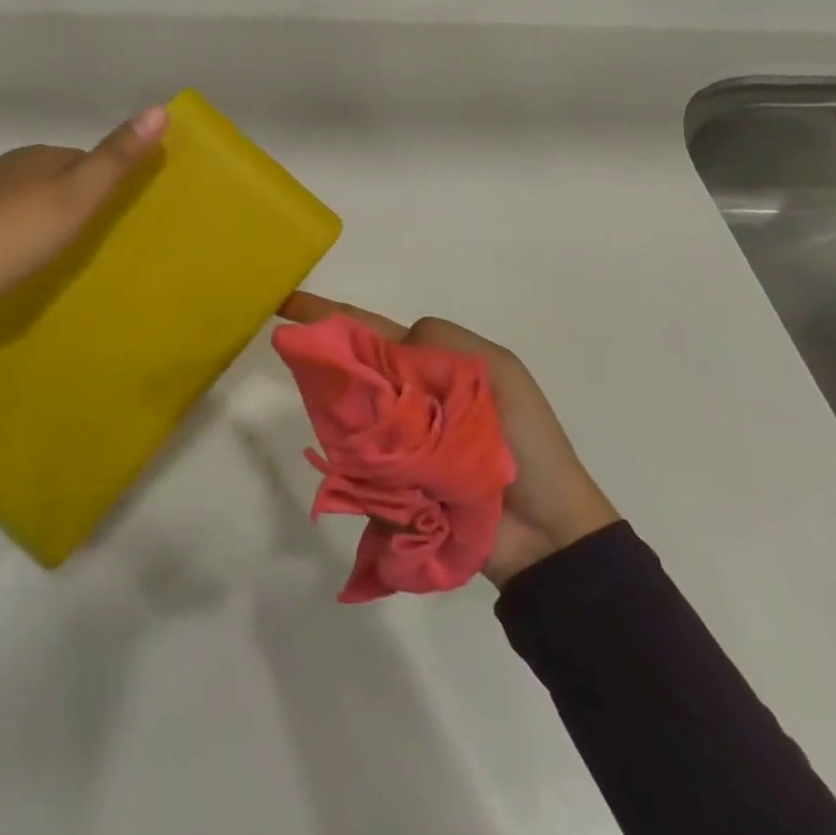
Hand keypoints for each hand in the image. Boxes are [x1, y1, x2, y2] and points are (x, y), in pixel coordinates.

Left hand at [0, 105, 167, 324]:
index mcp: (43, 156)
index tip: (129, 217)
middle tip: (101, 241)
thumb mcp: (73, 199)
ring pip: (34, 198)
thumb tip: (161, 107)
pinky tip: (21, 257)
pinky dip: (24, 231)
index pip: (92, 160)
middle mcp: (13, 165)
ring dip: (52, 218)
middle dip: (84, 201)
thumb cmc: (7, 236)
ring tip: (65, 254)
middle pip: (63, 177)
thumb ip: (115, 159)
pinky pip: (8, 218)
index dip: (114, 184)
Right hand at [277, 292, 618, 587]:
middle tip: (297, 355)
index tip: (287, 303)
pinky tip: (346, 453)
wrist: (548, 531)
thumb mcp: (497, 370)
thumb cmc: (524, 441)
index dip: (329, 316)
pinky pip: (356, 462)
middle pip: (352, 371)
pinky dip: (351, 457)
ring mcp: (394, 442)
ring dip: (338, 407)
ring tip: (324, 401)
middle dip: (327, 360)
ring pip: (349, 414)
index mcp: (428, 365)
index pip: (370, 331)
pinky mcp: (389, 484)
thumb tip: (389, 348)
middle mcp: (404, 398)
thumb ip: (442, 340)